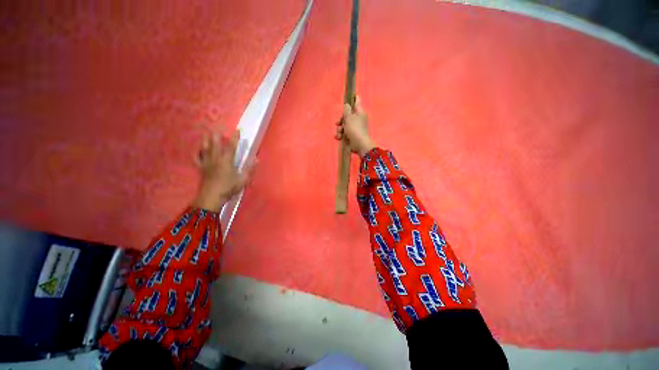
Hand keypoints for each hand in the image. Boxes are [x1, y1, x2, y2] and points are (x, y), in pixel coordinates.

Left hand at [192, 129, 253, 211]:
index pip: (231, 146)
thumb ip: (249, 169)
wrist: (211, 197)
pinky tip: (198, 150)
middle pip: (215, 144)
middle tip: (217, 127)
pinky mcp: (201, 169)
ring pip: (205, 149)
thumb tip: (256, 159)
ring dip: (206, 140)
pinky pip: (197, 158)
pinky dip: (197, 153)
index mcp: (227, 161)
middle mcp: (216, 159)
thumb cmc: (229, 188)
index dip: (234, 138)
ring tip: (206, 133)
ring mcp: (207, 163)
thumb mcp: (243, 180)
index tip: (237, 130)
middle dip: (216, 135)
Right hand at [335, 96, 374, 156]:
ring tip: (339, 133)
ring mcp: (356, 127)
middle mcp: (358, 119)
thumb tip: (347, 105)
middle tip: (338, 123)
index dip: (354, 98)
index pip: (357, 102)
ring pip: (345, 125)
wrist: (359, 144)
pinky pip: (345, 132)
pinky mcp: (353, 135)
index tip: (353, 94)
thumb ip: (346, 110)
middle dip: (341, 120)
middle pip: (348, 115)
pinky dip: (341, 135)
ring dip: (340, 129)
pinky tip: (339, 137)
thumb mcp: (349, 117)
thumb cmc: (354, 129)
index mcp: (359, 112)